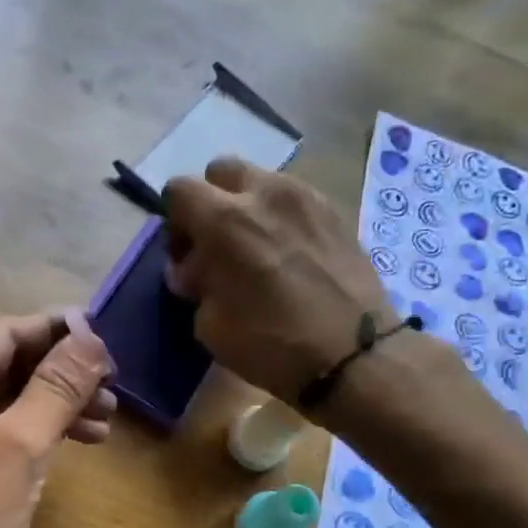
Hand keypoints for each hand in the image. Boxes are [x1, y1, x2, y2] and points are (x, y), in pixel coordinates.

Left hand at [0, 312, 114, 527]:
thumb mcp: (19, 445)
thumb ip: (57, 387)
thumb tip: (91, 337)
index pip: (3, 334)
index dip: (56, 330)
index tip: (107, 335)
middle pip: (8, 365)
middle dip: (62, 371)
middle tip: (114, 384)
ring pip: (12, 401)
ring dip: (59, 403)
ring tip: (108, 416)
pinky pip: (8, 434)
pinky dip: (44, 432)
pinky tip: (82, 440)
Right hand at [165, 157, 393, 405]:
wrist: (353, 354)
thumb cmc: (272, 345)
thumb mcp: (210, 326)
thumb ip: (196, 286)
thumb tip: (194, 270)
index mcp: (225, 220)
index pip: (179, 190)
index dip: (174, 223)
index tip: (185, 257)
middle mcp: (264, 194)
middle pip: (221, 172)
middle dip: (211, 202)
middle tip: (216, 245)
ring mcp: (306, 197)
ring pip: (261, 181)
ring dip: (248, 207)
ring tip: (256, 251)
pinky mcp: (335, 211)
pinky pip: (294, 199)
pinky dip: (281, 218)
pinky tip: (288, 257)